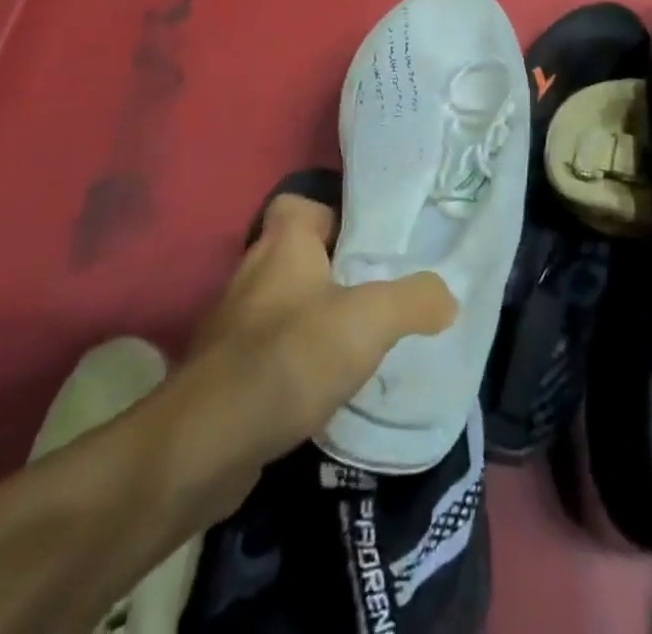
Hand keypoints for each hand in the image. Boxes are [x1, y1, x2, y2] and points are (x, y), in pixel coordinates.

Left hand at [155, 193, 455, 519]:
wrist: (204, 446)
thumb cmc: (289, 357)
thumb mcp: (369, 321)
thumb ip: (414, 300)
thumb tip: (447, 296)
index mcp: (283, 244)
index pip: (301, 205)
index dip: (333, 214)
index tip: (366, 243)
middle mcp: (253, 274)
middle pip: (298, 256)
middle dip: (336, 271)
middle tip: (378, 291)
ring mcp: (234, 326)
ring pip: (285, 305)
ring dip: (316, 319)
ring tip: (359, 342)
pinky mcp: (225, 374)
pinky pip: (270, 351)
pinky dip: (295, 362)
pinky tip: (324, 388)